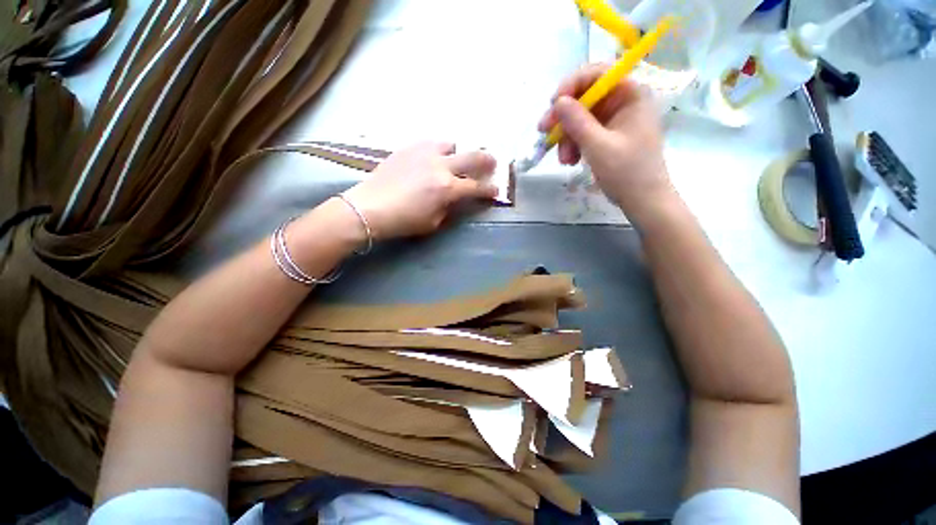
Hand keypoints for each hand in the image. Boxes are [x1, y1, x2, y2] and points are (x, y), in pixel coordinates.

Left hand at [341, 141, 497, 238]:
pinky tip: (432, 158)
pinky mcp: (408, 148)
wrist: (370, 207)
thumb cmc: (404, 220)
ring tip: (455, 160)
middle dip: (486, 161)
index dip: (489, 190)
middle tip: (493, 162)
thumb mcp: (434, 222)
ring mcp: (424, 153)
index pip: (477, 187)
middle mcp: (440, 166)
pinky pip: (430, 143)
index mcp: (447, 188)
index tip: (495, 191)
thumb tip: (457, 198)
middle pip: (472, 157)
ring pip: (450, 144)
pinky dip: (438, 150)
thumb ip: (450, 207)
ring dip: (458, 152)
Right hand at [538, 63, 673, 219]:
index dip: (572, 85)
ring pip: (580, 118)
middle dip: (564, 117)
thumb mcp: (598, 147)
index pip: (597, 74)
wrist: (642, 200)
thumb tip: (558, 102)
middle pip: (584, 97)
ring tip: (564, 160)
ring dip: (566, 137)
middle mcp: (622, 102)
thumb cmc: (627, 172)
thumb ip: (577, 122)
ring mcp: (614, 120)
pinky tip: (570, 161)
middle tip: (544, 133)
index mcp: (630, 95)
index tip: (552, 104)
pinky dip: (573, 145)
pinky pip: (583, 133)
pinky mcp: (607, 136)